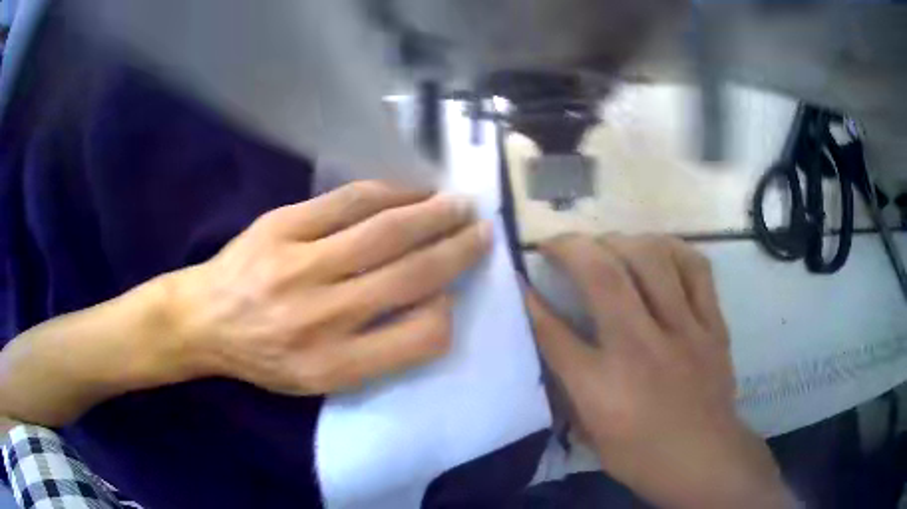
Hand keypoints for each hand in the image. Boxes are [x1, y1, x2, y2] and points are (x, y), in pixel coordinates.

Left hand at [164, 181, 490, 394]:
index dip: (448, 311)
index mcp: (334, 365)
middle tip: (482, 231)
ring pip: (383, 232)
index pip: (420, 338)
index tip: (453, 293)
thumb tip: (430, 305)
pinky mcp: (281, 226)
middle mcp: (321, 317)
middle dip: (456, 251)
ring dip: (431, 215)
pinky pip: (345, 202)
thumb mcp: (319, 380)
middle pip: (409, 276)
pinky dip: (387, 192)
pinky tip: (409, 190)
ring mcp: (299, 265)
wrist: (204, 319)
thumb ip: (376, 353)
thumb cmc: (263, 357)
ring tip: (458, 205)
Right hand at [525, 235, 789, 508]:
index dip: (528, 300)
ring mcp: (683, 331)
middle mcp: (640, 348)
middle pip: (602, 276)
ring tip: (607, 245)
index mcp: (602, 386)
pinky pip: (696, 269)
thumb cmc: (641, 456)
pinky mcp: (712, 325)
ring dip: (620, 241)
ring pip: (651, 259)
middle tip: (557, 244)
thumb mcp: (590, 434)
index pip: (553, 331)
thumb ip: (568, 389)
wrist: (705, 460)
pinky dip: (673, 250)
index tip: (519, 276)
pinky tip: (658, 251)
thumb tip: (553, 345)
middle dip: (570, 247)